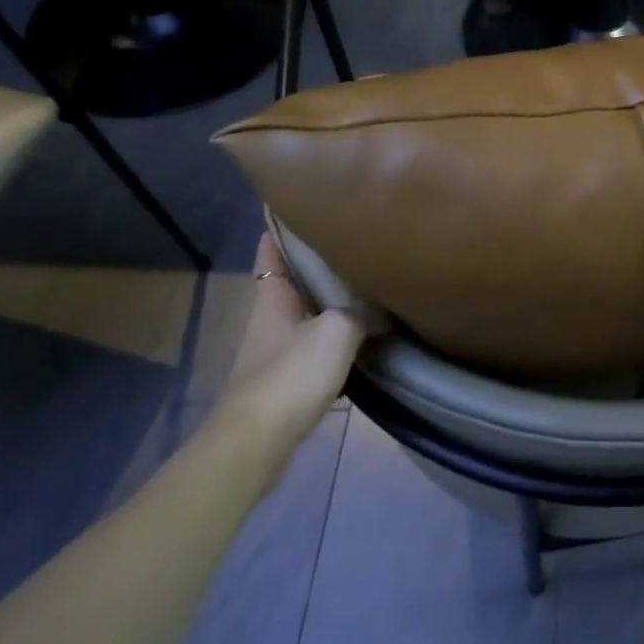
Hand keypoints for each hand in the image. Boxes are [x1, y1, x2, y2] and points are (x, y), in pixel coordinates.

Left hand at [210, 236, 384, 454]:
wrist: (259, 439)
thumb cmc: (292, 372)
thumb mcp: (337, 331)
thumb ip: (363, 313)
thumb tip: (384, 310)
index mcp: (273, 295)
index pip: (272, 248)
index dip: (283, 225)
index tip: (305, 204)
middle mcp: (271, 316)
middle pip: (293, 279)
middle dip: (318, 262)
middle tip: (355, 241)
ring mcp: (276, 348)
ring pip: (306, 312)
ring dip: (330, 300)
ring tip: (366, 283)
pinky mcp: (287, 377)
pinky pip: (315, 343)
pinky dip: (336, 335)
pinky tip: (362, 335)